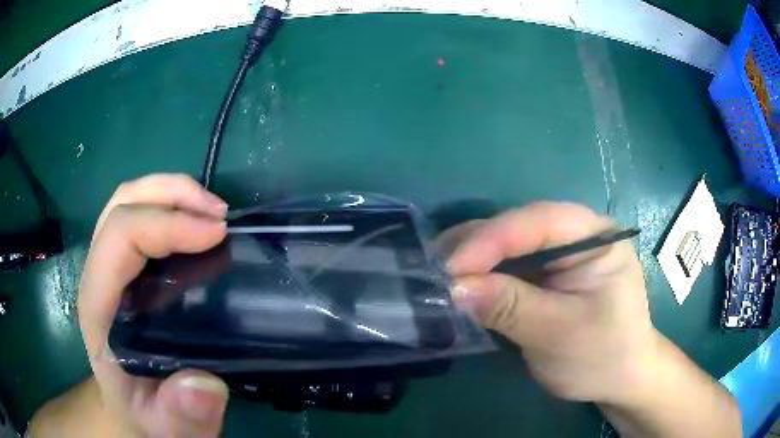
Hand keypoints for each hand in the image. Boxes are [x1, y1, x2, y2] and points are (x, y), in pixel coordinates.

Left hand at [78, 174, 229, 436]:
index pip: (119, 237)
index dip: (167, 224)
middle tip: (219, 214)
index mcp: (99, 307)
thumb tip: (203, 383)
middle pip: (122, 204)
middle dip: (171, 194)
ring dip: (171, 193)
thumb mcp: (167, 428)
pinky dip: (170, 206)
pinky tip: (197, 226)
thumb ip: (180, 414)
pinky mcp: (123, 267)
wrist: (129, 409)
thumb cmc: (145, 414)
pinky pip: (139, 217)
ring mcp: (108, 267)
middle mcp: (98, 276)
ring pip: (128, 201)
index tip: (218, 235)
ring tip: (212, 212)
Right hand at [443, 202, 657, 404]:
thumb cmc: (602, 356)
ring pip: (506, 245)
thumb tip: (453, 288)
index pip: (538, 222)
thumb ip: (510, 307)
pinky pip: (507, 266)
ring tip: (438, 280)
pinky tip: (460, 287)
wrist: (620, 378)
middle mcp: (576, 233)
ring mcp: (560, 253)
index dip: (490, 241)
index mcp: (596, 236)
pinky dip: (481, 277)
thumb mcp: (559, 334)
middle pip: (517, 227)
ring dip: (472, 262)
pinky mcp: (546, 273)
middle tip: (433, 274)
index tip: (448, 270)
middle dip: (474, 250)